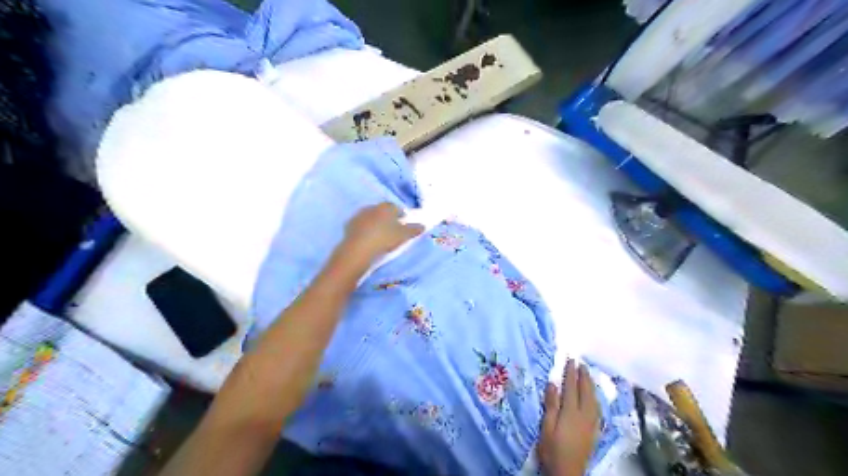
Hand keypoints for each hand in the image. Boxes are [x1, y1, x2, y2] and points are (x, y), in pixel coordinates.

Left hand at [341, 201, 427, 265]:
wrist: (359, 249)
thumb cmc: (385, 239)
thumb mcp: (403, 235)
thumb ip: (414, 229)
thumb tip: (423, 225)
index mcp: (386, 207)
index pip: (396, 207)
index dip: (400, 215)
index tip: (403, 224)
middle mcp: (372, 207)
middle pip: (382, 211)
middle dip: (387, 218)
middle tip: (392, 230)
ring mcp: (359, 215)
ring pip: (370, 217)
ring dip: (375, 223)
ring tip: (379, 236)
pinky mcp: (349, 225)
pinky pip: (360, 225)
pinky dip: (364, 230)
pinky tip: (367, 239)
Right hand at [540, 360, 597, 475]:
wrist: (567, 472)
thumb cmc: (552, 449)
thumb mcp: (546, 426)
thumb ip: (551, 404)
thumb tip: (553, 383)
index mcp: (571, 412)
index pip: (571, 387)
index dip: (571, 373)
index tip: (571, 360)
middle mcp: (584, 415)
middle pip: (586, 391)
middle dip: (584, 376)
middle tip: (582, 364)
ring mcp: (591, 423)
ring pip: (594, 399)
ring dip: (591, 386)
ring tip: (588, 376)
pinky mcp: (594, 431)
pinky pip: (598, 409)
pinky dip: (595, 398)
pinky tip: (594, 398)